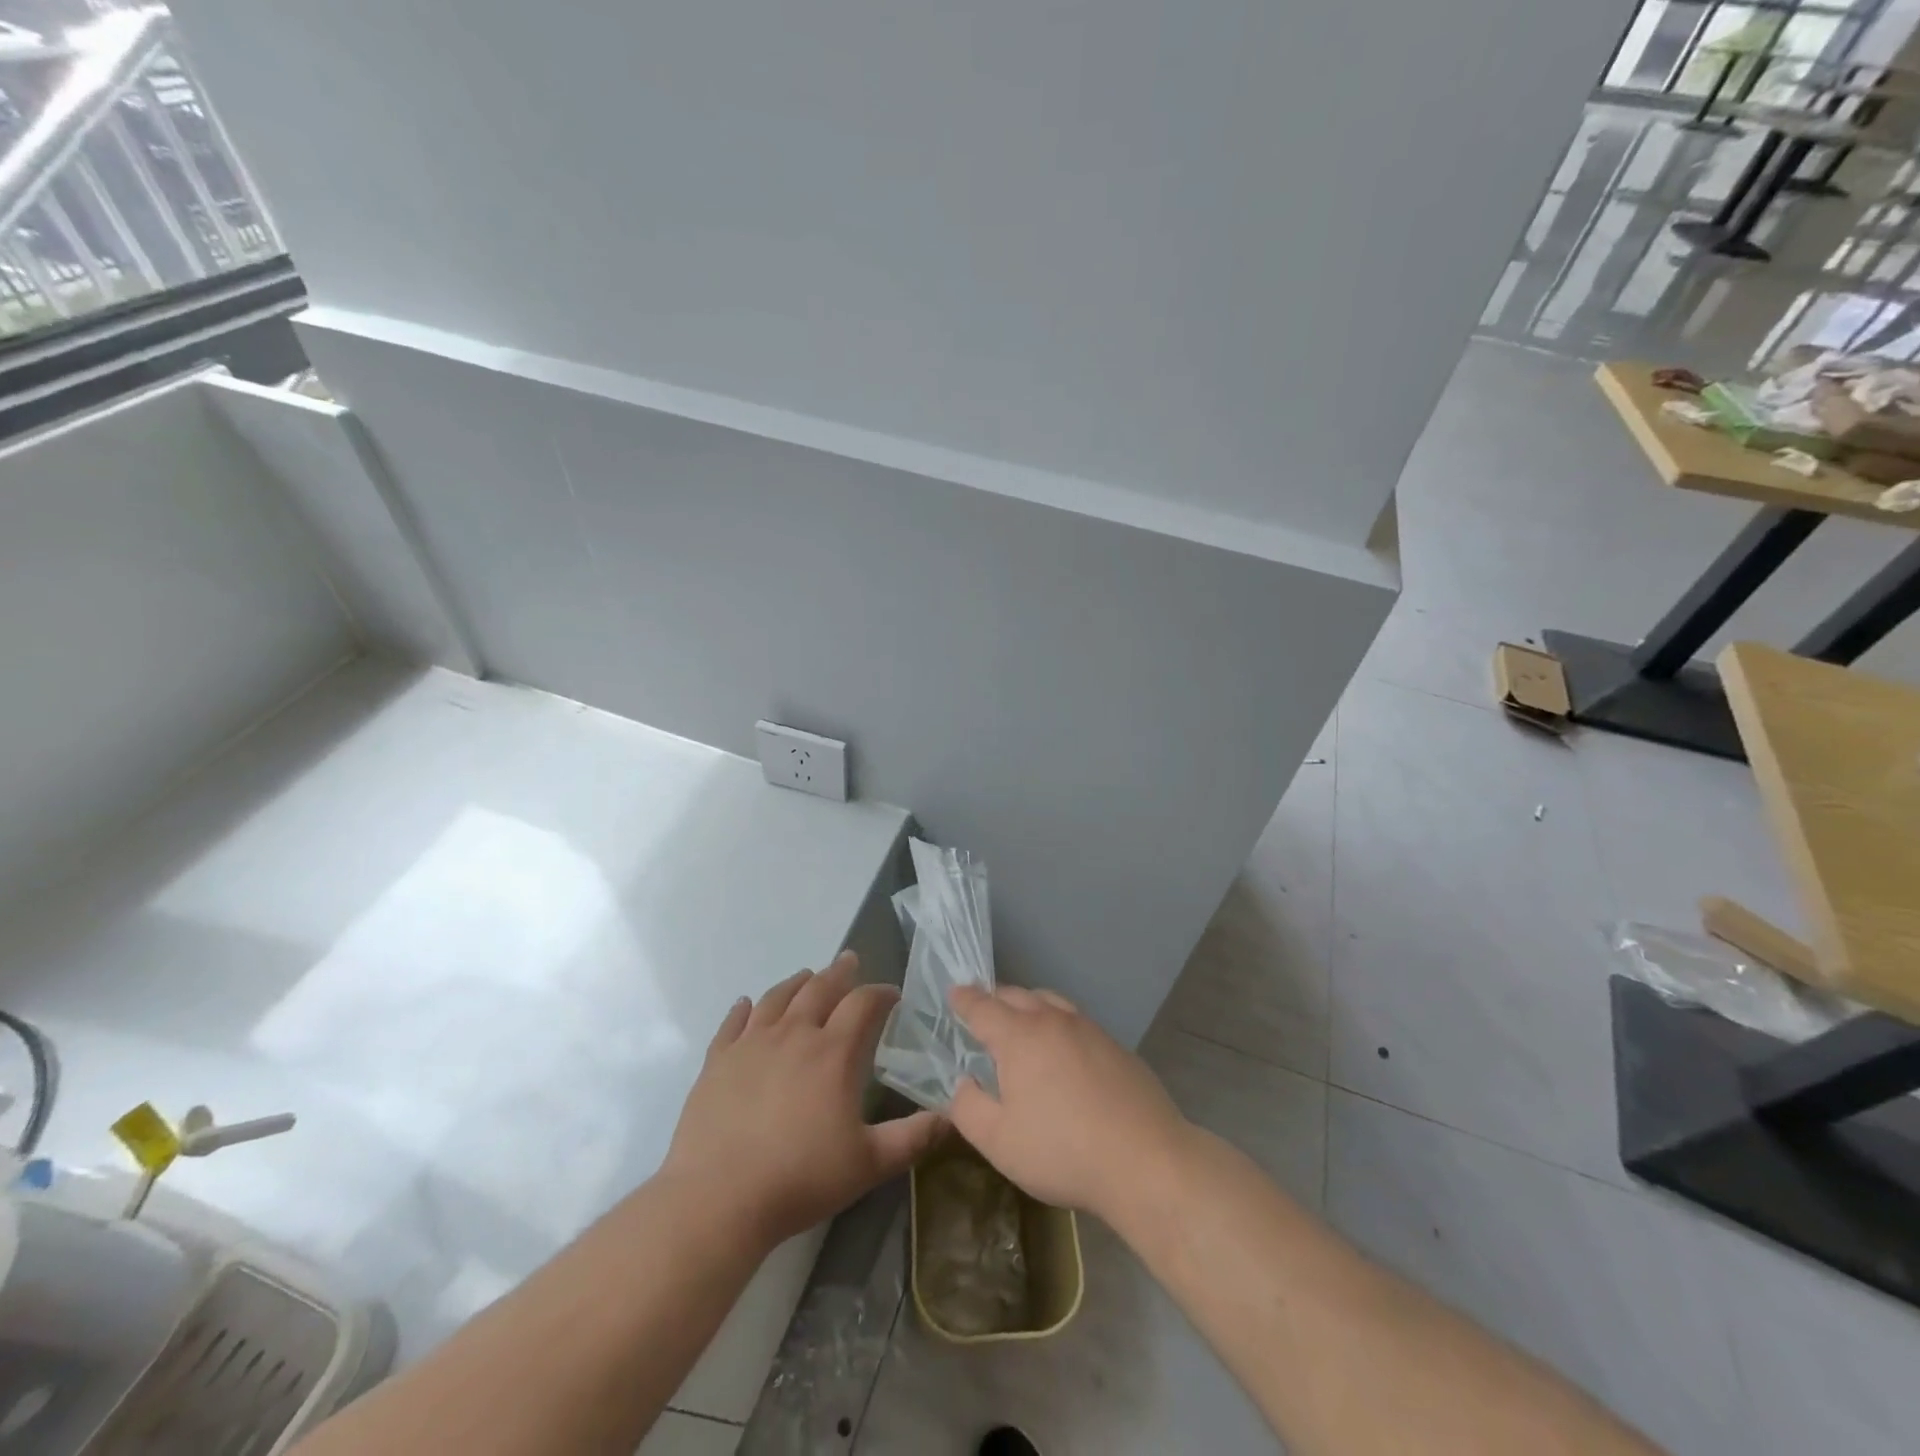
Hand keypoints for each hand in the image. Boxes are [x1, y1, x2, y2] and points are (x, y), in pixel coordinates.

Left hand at [663, 951, 945, 1251]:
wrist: (718, 1199)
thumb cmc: (800, 1179)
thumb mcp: (868, 1163)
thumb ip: (913, 1138)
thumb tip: (952, 1117)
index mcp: (833, 1053)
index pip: (863, 1004)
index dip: (881, 993)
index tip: (892, 995)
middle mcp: (794, 1034)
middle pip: (820, 988)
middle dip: (840, 972)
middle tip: (849, 961)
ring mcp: (751, 1043)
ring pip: (777, 998)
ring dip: (796, 982)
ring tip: (807, 976)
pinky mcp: (718, 1060)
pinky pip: (733, 1023)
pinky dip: (743, 1009)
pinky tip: (747, 1004)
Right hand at [947, 985, 1191, 1223]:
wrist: (1146, 1161)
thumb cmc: (1062, 1151)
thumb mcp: (998, 1141)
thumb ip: (969, 1108)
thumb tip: (962, 1082)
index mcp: (1019, 1036)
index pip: (983, 1007)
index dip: (964, 999)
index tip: (953, 994)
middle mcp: (1053, 1021)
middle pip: (1017, 995)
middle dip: (995, 999)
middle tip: (983, 1011)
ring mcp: (1089, 1029)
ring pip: (1051, 1002)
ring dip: (1029, 1005)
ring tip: (1021, 1022)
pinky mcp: (1116, 1046)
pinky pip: (1076, 1021)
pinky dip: (1058, 1023)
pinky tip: (1063, 1051)